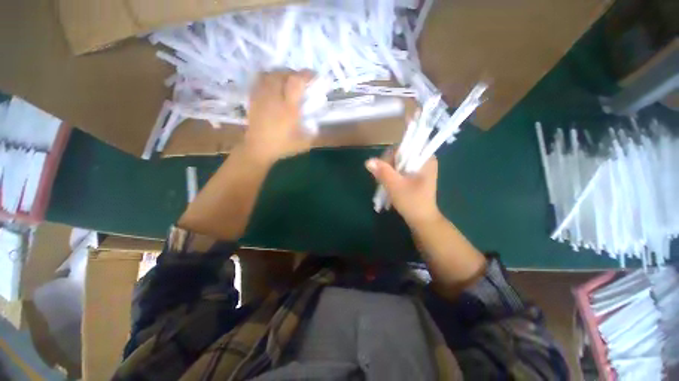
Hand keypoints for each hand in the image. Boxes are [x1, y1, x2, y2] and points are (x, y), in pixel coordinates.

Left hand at [244, 70, 314, 163]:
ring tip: (286, 81)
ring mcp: (262, 97)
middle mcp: (274, 98)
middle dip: (293, 73)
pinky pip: (259, 80)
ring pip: (270, 74)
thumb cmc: (282, 146)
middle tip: (300, 80)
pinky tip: (273, 86)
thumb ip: (313, 131)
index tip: (313, 76)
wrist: (258, 149)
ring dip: (280, 74)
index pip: (296, 82)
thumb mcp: (304, 143)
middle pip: (282, 74)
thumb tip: (317, 122)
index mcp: (288, 108)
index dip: (306, 75)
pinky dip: (268, 78)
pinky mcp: (253, 99)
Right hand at [365, 154, 441, 227]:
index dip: (392, 155)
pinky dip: (392, 175)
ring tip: (383, 183)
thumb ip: (383, 172)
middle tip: (381, 178)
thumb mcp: (395, 186)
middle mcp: (424, 161)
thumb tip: (368, 161)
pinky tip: (387, 184)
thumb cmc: (412, 202)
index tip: (383, 168)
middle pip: (401, 155)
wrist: (422, 221)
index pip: (405, 147)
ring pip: (398, 163)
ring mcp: (419, 169)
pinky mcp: (414, 177)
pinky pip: (400, 170)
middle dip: (388, 165)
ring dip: (388, 171)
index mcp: (426, 159)